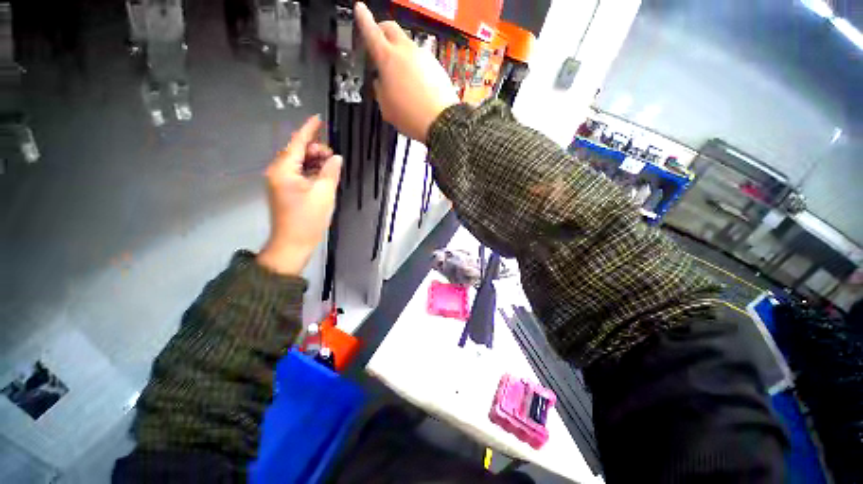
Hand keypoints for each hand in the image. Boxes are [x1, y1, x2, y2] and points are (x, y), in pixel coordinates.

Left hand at [258, 116, 341, 275]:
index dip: (309, 129)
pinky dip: (313, 172)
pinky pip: (300, 174)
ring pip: (300, 163)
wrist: (293, 244)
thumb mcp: (324, 194)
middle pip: (298, 152)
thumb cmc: (308, 219)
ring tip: (332, 168)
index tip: (318, 118)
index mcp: (283, 170)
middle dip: (317, 151)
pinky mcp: (287, 190)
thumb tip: (337, 158)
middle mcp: (278, 172)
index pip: (297, 143)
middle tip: (334, 159)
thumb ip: (331, 172)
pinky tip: (325, 176)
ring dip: (316, 162)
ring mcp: (281, 182)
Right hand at [355, 2, 458, 142]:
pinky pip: (421, 59)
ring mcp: (423, 56)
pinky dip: (414, 65)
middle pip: (391, 28)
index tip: (360, 8)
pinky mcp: (436, 65)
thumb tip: (381, 81)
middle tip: (378, 42)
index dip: (363, 19)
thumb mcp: (386, 107)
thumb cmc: (410, 116)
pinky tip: (417, 84)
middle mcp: (406, 51)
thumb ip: (379, 89)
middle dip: (381, 30)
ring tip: (401, 76)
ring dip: (400, 52)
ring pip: (407, 45)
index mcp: (387, 59)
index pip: (371, 32)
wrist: (441, 121)